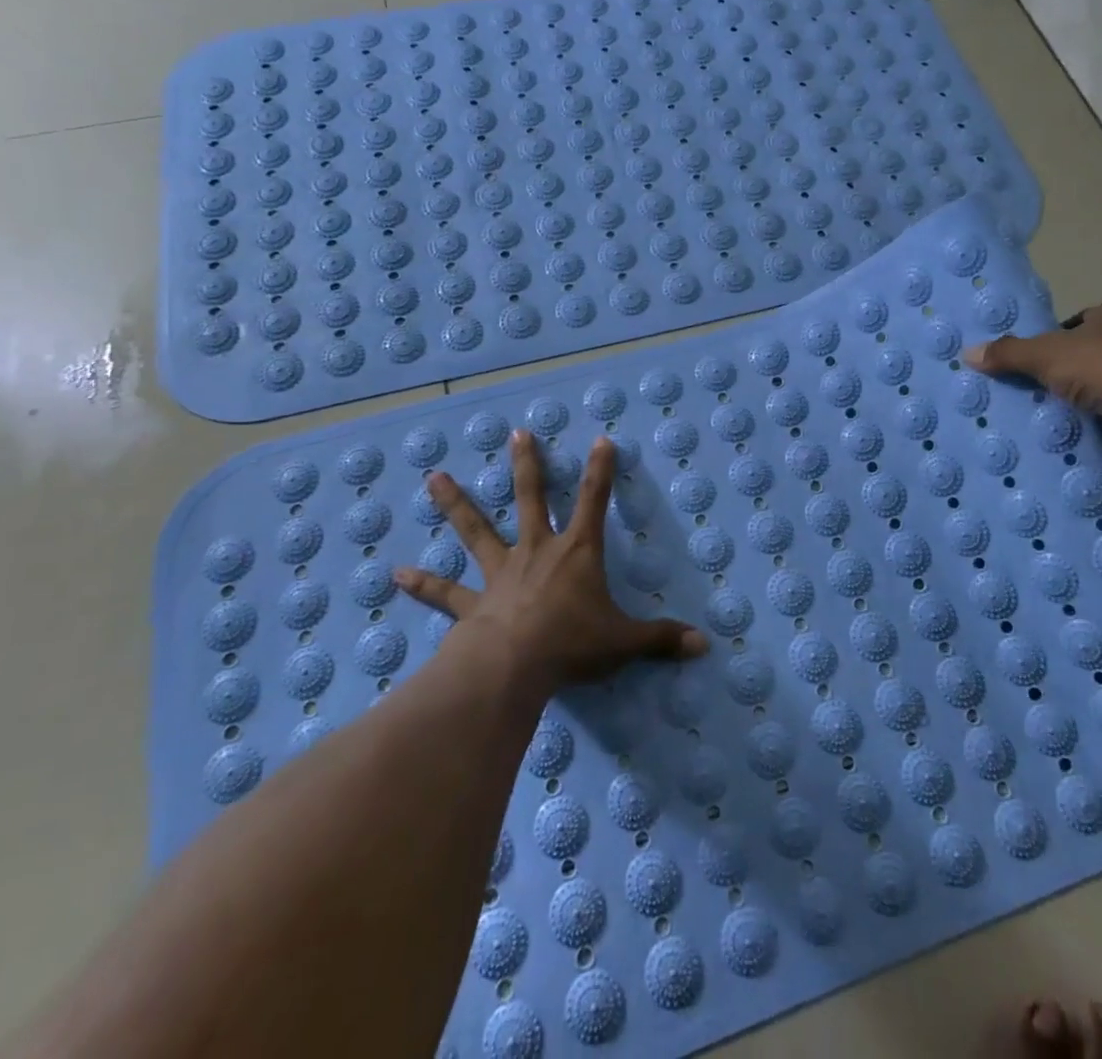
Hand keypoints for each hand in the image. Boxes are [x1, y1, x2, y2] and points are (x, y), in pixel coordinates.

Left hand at [393, 429, 708, 686]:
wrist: (513, 667)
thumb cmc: (572, 644)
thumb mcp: (625, 642)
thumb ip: (663, 639)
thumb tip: (705, 645)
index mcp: (577, 552)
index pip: (595, 501)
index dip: (602, 470)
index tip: (602, 439)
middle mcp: (537, 551)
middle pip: (531, 498)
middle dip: (527, 465)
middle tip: (516, 434)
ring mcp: (500, 573)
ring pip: (477, 530)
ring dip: (456, 504)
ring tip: (434, 478)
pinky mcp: (472, 603)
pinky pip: (445, 593)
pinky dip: (422, 584)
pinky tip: (395, 575)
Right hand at [963, 299, 1101, 459]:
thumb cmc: (1101, 364)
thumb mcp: (1044, 354)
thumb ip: (1008, 353)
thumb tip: (968, 354)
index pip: (1079, 321)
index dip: (1055, 338)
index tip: (1036, 358)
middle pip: (1091, 351)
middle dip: (1066, 368)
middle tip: (1035, 385)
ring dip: (1081, 394)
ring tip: (1049, 408)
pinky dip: (1096, 416)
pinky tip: (1074, 426)